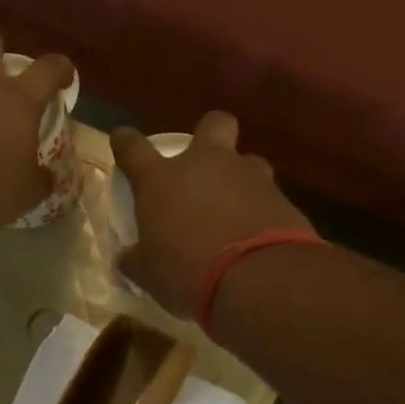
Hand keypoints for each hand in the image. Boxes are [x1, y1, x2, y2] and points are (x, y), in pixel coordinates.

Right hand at [112, 111, 313, 319]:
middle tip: (204, 163)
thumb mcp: (150, 273)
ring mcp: (248, 177)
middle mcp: (206, 165)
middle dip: (209, 134)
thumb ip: (137, 260)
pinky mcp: (282, 198)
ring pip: (247, 161)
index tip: (122, 140)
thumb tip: (127, 258)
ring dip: (240, 179)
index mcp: (161, 180)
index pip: (133, 148)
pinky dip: (262, 210)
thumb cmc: (186, 272)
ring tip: (237, 210)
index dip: (125, 141)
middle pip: (212, 124)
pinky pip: (268, 196)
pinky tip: (259, 236)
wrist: (256, 278)